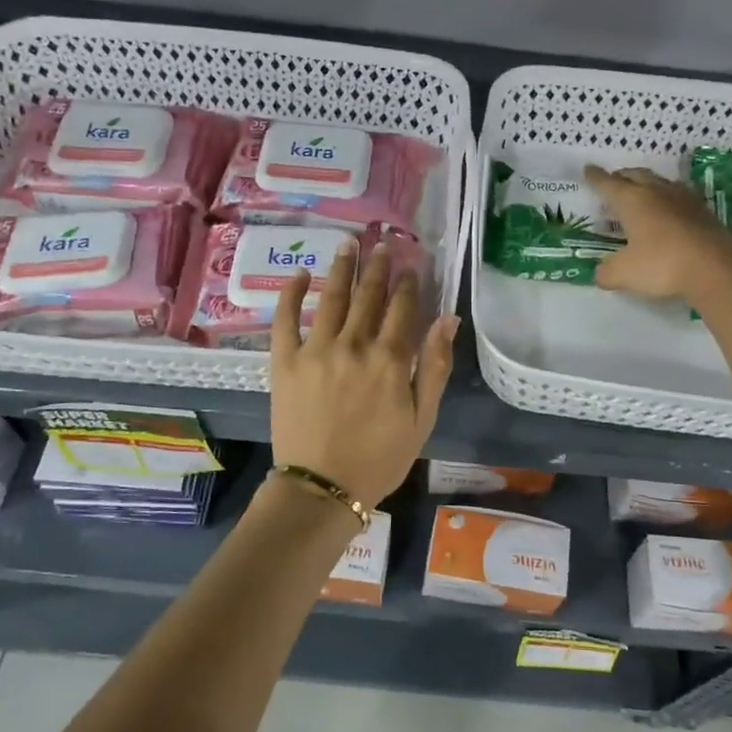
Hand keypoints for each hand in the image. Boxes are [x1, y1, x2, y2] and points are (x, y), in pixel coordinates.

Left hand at [269, 240, 459, 507]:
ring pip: (331, 298)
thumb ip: (435, 365)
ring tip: (348, 244)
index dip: (409, 283)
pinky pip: (285, 319)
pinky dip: (292, 294)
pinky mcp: (284, 361)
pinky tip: (301, 274)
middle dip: (378, 267)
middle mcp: (354, 344)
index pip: (403, 308)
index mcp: (390, 359)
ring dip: (342, 268)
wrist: (322, 488)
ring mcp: (316, 350)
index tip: (411, 264)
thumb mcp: (422, 418)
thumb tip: (448, 319)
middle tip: (382, 244)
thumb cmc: (380, 458)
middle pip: (368, 296)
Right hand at [585, 165, 731, 302]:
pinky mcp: (703, 212)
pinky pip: (679, 196)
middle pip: (636, 175)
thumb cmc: (662, 265)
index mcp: (632, 201)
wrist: (715, 268)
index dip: (596, 178)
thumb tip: (601, 273)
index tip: (588, 170)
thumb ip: (607, 272)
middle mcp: (657, 192)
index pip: (608, 184)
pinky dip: (667, 198)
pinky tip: (669, 208)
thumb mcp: (623, 273)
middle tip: (613, 180)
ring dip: (647, 183)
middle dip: (622, 176)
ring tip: (641, 191)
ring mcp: (684, 200)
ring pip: (660, 182)